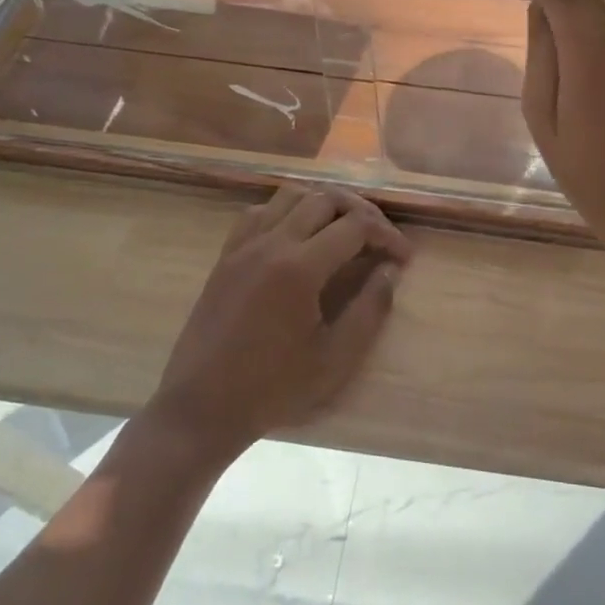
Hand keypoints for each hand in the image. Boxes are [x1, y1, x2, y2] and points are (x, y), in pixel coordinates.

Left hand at [151, 184, 410, 460]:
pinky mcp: (226, 255)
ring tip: (343, 229)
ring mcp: (244, 245)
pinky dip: (287, 210)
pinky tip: (298, 235)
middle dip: (361, 211)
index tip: (404, 257)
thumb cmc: (272, 389)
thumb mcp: (334, 359)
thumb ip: (370, 310)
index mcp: (300, 267)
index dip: (387, 235)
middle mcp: (271, 242)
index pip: (356, 226)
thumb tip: (391, 271)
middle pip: (326, 198)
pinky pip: (260, 211)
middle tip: (380, 238)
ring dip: (324, 203)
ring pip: (292, 195)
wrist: (200, 409)